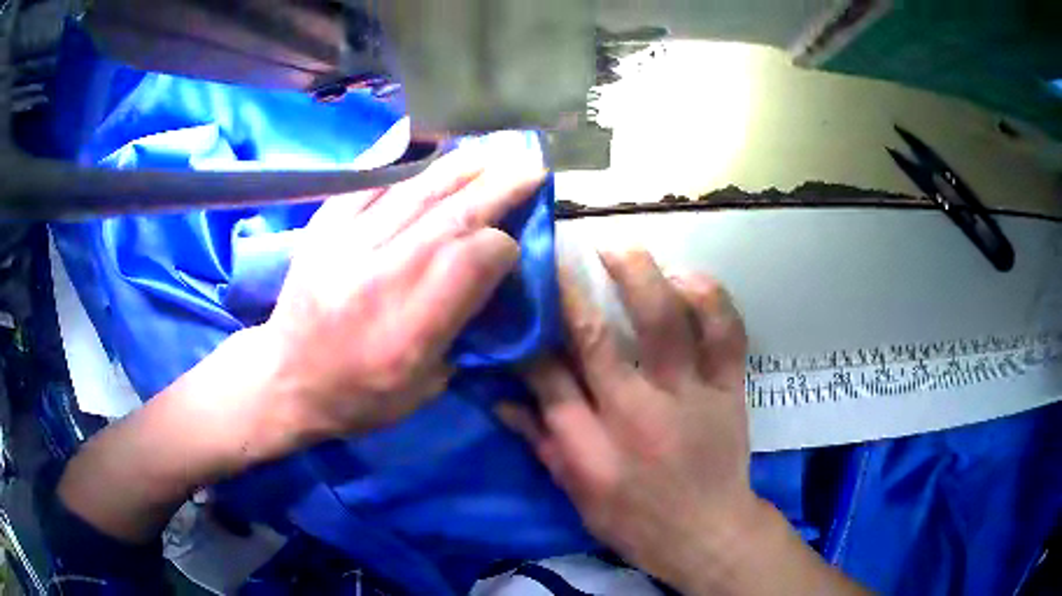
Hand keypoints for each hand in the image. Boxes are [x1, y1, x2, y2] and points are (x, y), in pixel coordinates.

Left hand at [262, 145, 545, 440]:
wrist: (285, 379)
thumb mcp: (423, 389)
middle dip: (498, 186)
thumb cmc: (359, 395)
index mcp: (409, 330)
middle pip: (450, 217)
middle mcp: (379, 278)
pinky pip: (365, 182)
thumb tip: (489, 278)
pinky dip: (396, 157)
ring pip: (413, 192)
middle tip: (530, 164)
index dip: (501, 246)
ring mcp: (345, 246)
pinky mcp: (323, 228)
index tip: (513, 245)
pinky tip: (423, 138)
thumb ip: (460, 331)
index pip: (471, 262)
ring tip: (492, 150)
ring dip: (460, 167)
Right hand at [500, 250, 867, 594]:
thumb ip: (540, 441)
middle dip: (570, 287)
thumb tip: (497, 396)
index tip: (521, 296)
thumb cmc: (634, 521)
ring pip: (665, 322)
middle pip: (595, 337)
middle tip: (561, 252)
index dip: (529, 331)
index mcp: (590, 443)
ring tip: (621, 250)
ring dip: (641, 277)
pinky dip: (710, 299)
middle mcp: (635, 411)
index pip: (546, 374)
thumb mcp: (576, 492)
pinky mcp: (729, 388)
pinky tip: (688, 280)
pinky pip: (727, 333)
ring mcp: (689, 395)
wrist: (707, 533)